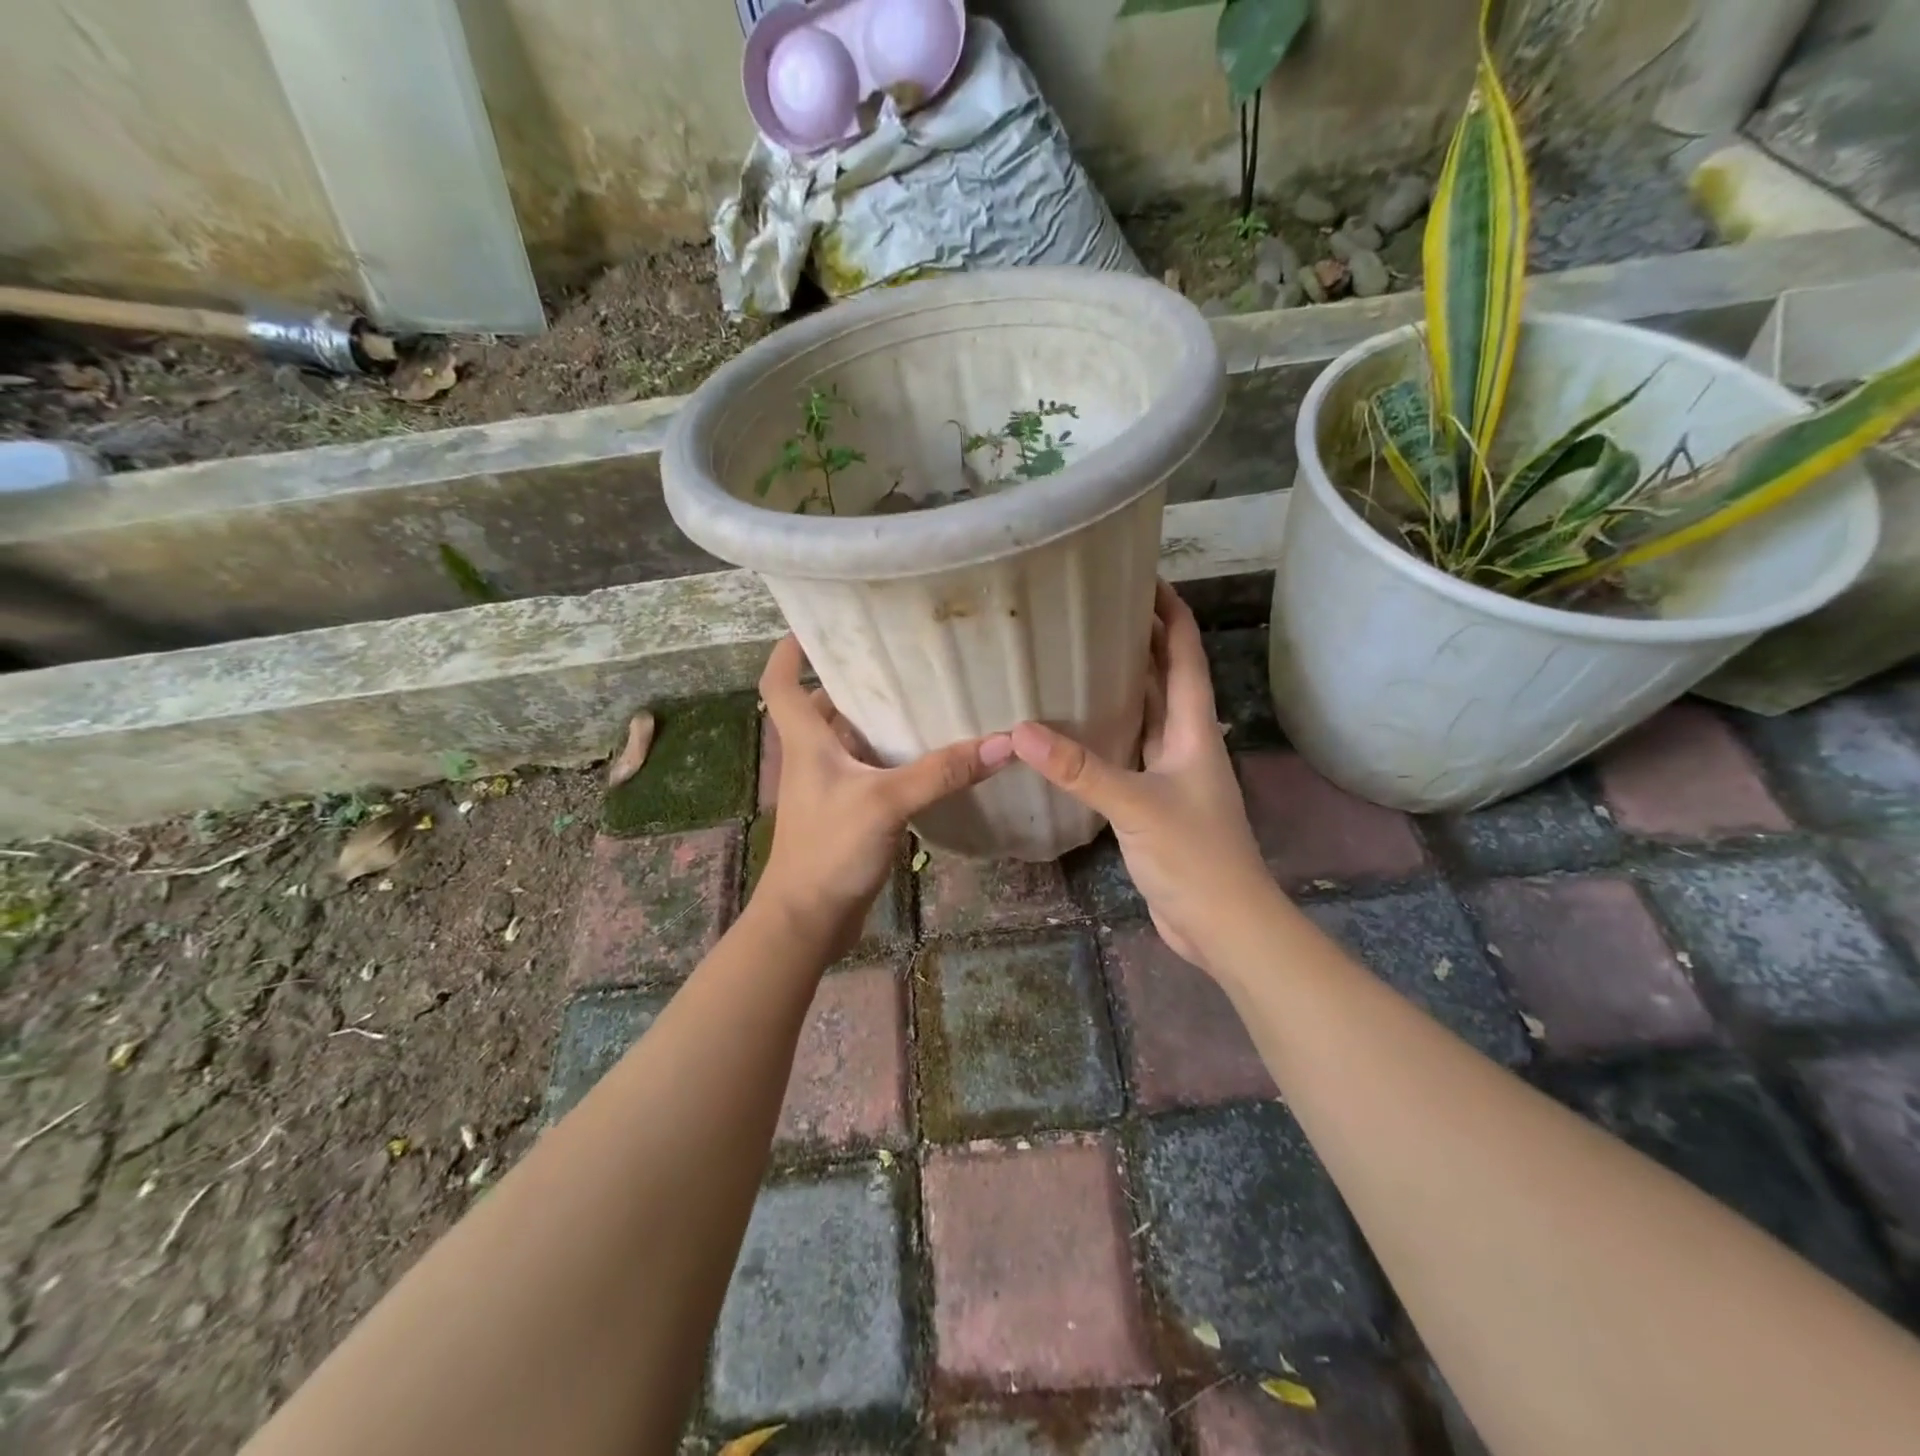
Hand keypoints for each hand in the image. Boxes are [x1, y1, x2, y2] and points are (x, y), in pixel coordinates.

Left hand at [755, 636, 1012, 956]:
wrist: (808, 920)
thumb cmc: (830, 850)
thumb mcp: (886, 802)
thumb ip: (941, 772)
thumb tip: (1002, 743)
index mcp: (807, 742)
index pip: (781, 683)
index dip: (791, 650)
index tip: (815, 624)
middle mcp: (812, 758)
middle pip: (820, 707)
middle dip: (849, 681)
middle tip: (894, 658)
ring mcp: (828, 788)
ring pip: (848, 740)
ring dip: (874, 720)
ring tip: (919, 698)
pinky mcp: (845, 813)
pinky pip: (867, 772)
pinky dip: (889, 759)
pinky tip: (926, 758)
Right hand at [1010, 581, 1272, 973]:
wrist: (1223, 924)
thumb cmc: (1194, 856)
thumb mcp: (1136, 805)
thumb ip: (1080, 769)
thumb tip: (1019, 731)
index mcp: (1192, 728)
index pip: (1185, 653)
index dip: (1170, 612)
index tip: (1140, 577)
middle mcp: (1184, 742)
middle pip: (1164, 677)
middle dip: (1139, 640)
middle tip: (1092, 612)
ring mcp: (1170, 773)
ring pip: (1145, 715)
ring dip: (1121, 685)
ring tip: (1077, 656)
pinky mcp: (1153, 802)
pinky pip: (1128, 752)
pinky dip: (1106, 733)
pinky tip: (1074, 729)